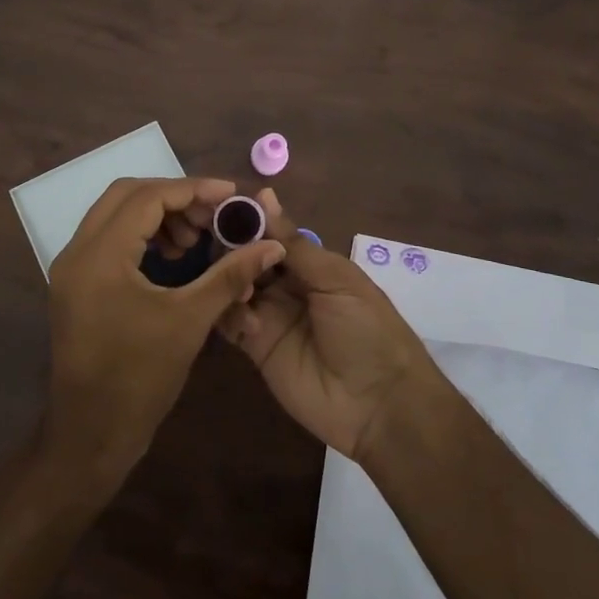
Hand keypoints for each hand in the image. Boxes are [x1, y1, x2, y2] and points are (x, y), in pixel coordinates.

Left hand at [43, 177, 284, 484]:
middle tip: (213, 215)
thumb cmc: (140, 378)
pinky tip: (173, 256)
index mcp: (100, 255)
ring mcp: (72, 268)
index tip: (230, 194)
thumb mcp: (190, 321)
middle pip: (126, 195)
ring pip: (116, 215)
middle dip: (174, 198)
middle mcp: (78, 252)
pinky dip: (142, 235)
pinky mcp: (76, 284)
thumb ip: (230, 276)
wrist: (91, 435)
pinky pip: (109, 238)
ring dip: (157, 216)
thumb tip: (272, 245)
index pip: (147, 198)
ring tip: (195, 239)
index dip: (192, 190)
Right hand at [219, 188, 438, 461]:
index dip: (247, 221)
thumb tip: (263, 195)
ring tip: (242, 289)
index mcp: (310, 263)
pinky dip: (229, 314)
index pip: (269, 234)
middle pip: (247, 258)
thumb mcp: (337, 279)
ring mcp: (269, 316)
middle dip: (232, 249)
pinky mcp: (256, 348)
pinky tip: (246, 320)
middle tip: (219, 248)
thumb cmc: (368, 329)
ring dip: (230, 280)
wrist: (380, 403)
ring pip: (234, 286)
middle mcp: (286, 285)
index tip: (219, 207)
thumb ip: (294, 244)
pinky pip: (231, 322)